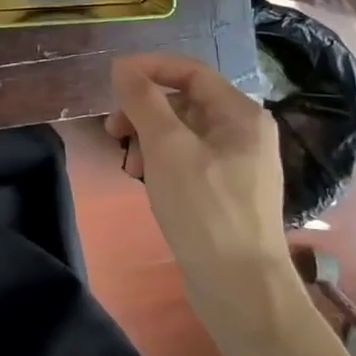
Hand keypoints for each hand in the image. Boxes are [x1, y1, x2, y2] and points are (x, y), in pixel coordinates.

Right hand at [106, 53, 291, 297]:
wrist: (240, 289)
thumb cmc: (205, 208)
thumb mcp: (167, 147)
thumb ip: (143, 101)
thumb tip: (122, 66)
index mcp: (240, 114)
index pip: (190, 71)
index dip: (149, 68)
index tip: (112, 79)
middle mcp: (243, 132)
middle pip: (183, 101)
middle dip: (144, 111)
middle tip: (113, 131)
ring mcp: (236, 163)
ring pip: (181, 131)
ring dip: (148, 138)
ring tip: (129, 165)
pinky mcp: (224, 190)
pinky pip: (186, 158)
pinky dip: (161, 161)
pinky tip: (145, 180)